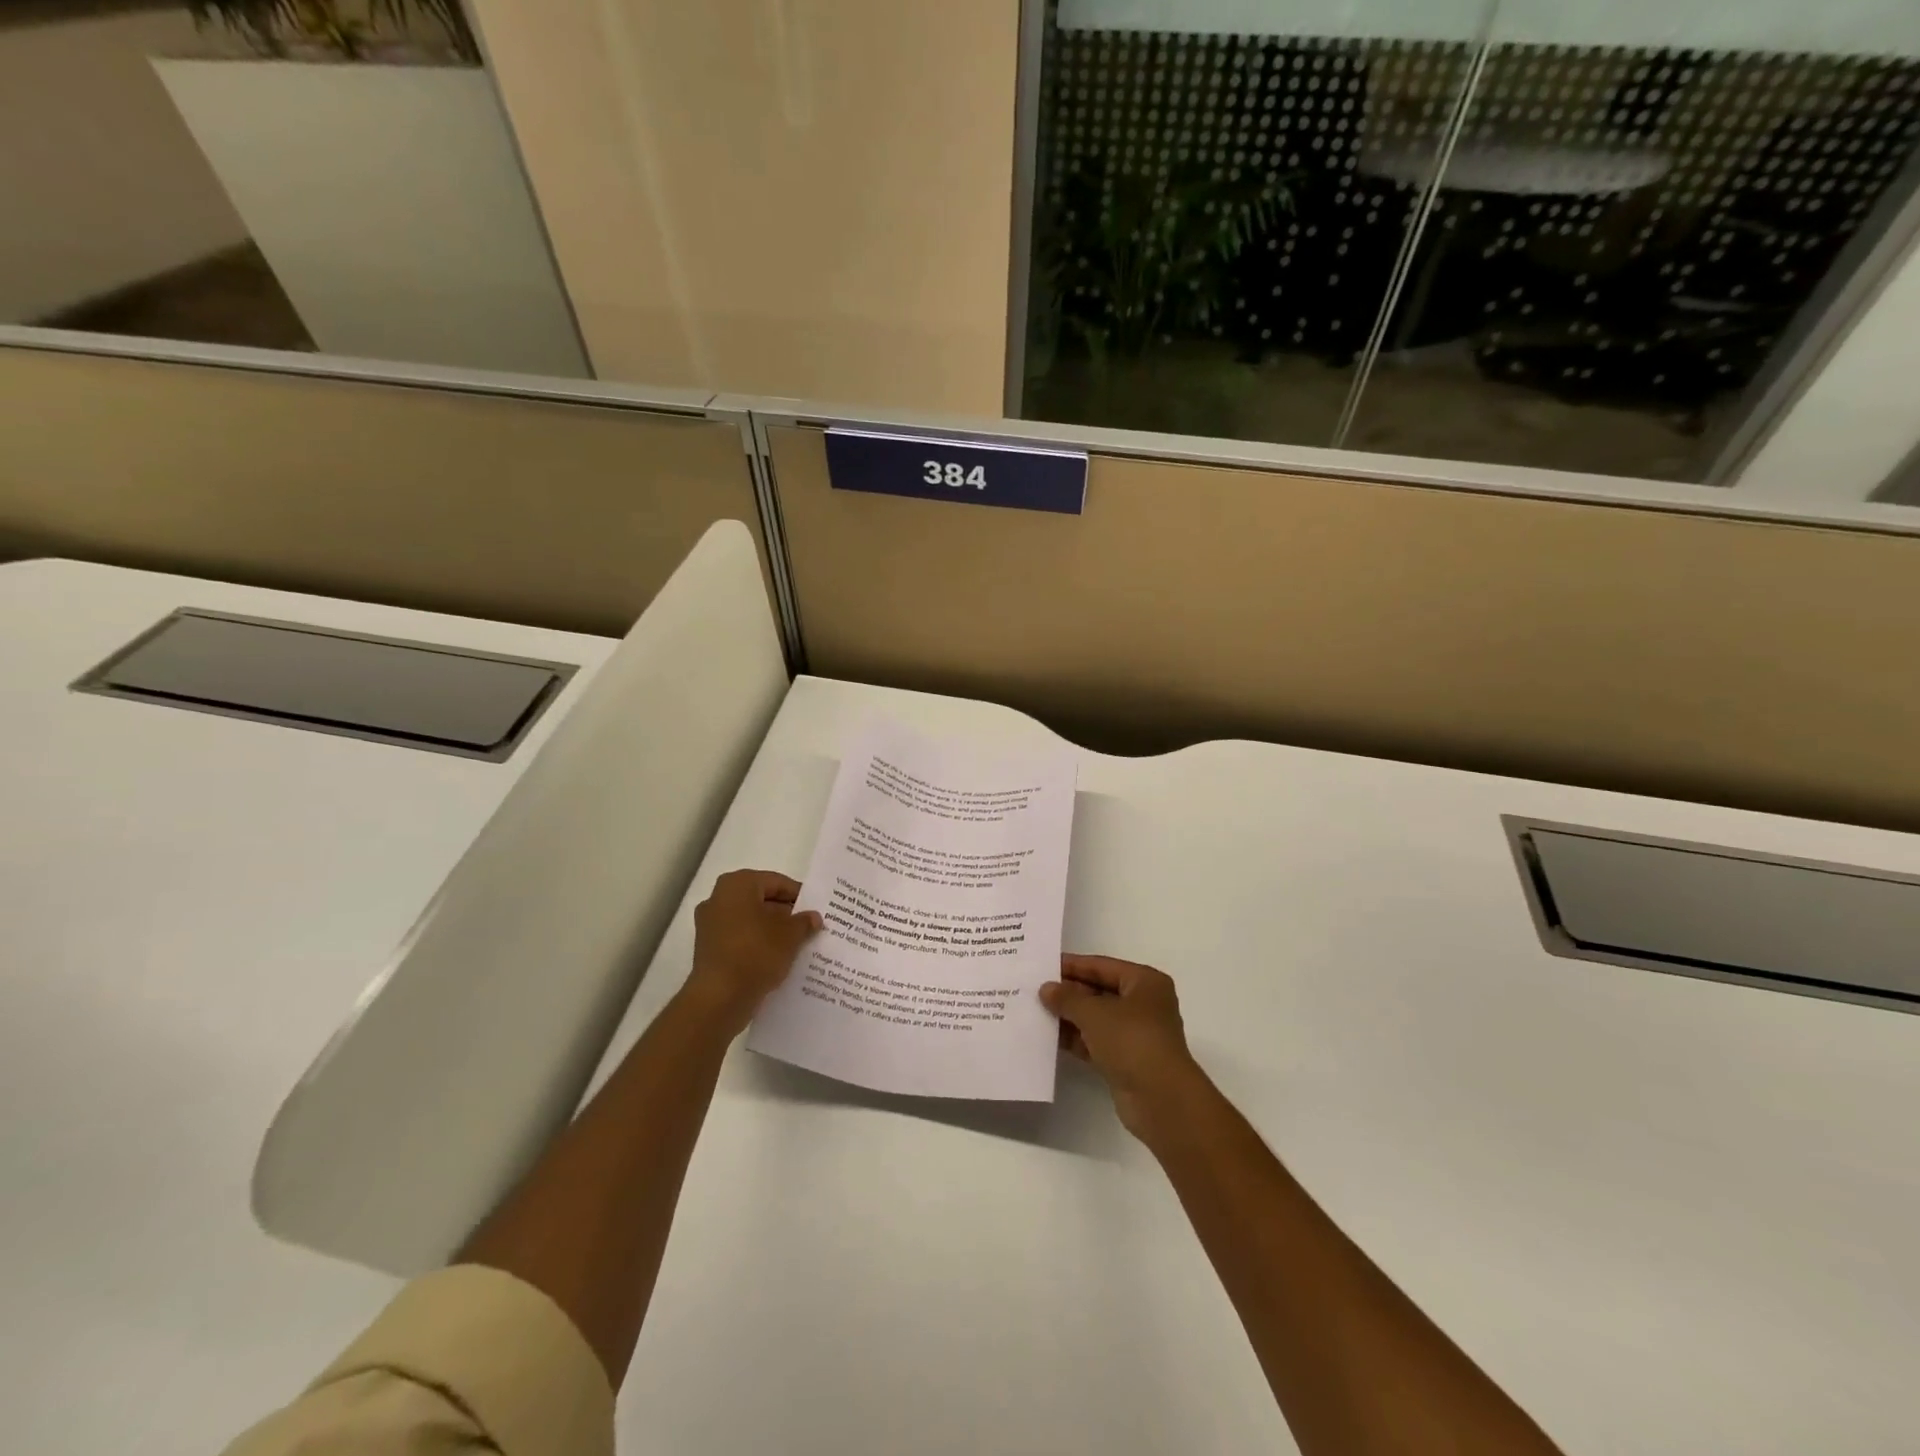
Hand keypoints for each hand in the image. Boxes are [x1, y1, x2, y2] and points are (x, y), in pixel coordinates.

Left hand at [679, 869, 822, 1036]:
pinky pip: (739, 938)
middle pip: (761, 900)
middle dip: (784, 913)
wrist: (719, 998)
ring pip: (749, 920)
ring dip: (771, 930)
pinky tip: (775, 958)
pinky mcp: (707, 948)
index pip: (776, 882)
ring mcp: (709, 924)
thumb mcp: (790, 935)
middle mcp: (718, 898)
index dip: (799, 896)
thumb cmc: (756, 953)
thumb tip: (813, 917)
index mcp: (737, 884)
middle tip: (808, 927)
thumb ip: (804, 922)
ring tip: (795, 944)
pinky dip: (756, 944)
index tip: (815, 910)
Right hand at [1041, 955, 1204, 1140]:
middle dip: (1068, 992)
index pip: (1102, 966)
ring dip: (1069, 1016)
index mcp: (1144, 982)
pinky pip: (1095, 1041)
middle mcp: (1143, 1004)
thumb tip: (1046, 989)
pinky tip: (1048, 1037)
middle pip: (1099, 991)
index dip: (1072, 965)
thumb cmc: (1132, 1041)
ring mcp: (1135, 1034)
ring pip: (1096, 1018)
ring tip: (1035, 1011)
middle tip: (1034, 989)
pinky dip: (1075, 1039)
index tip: (1043, 965)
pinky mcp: (1125, 1060)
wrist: (1160, 1099)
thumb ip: (1067, 998)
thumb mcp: (1094, 1013)